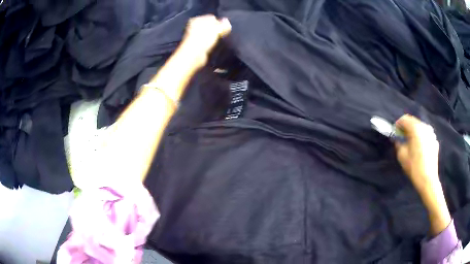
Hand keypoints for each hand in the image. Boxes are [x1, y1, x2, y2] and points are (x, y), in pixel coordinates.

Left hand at [178, 15, 231, 68]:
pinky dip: (211, 42)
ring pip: (209, 33)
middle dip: (216, 29)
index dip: (219, 22)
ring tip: (218, 40)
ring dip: (214, 36)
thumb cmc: (203, 39)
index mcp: (197, 19)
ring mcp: (195, 35)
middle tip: (221, 34)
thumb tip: (227, 21)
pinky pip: (207, 40)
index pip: (212, 17)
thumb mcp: (216, 29)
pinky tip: (214, 44)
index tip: (223, 28)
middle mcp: (194, 26)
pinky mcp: (197, 44)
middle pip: (210, 25)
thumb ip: (223, 25)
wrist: (193, 55)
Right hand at [395, 114, 439, 191]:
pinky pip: (426, 135)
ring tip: (411, 143)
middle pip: (413, 121)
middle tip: (402, 137)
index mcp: (415, 129)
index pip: (405, 119)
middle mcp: (424, 127)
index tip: (395, 132)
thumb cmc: (414, 167)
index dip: (398, 124)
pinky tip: (419, 148)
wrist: (428, 180)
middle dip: (407, 128)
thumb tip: (398, 140)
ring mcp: (431, 134)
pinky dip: (421, 137)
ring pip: (420, 127)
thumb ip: (399, 144)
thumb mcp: (402, 156)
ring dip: (414, 132)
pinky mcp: (434, 141)